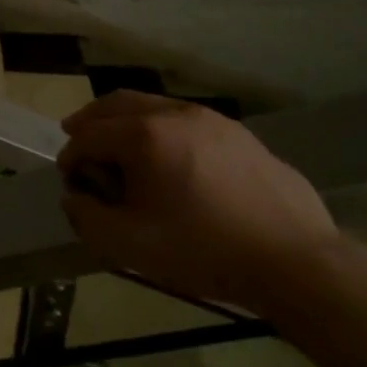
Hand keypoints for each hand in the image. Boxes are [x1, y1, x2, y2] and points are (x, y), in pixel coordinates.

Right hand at [57, 91, 346, 314]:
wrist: (296, 262)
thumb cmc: (203, 250)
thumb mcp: (128, 245)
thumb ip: (87, 217)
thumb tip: (76, 197)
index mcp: (143, 135)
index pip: (88, 134)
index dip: (70, 155)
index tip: (70, 179)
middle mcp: (174, 114)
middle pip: (116, 104)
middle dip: (91, 121)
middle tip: (78, 141)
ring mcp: (212, 120)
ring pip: (153, 107)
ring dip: (126, 122)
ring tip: (122, 150)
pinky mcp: (239, 135)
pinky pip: (186, 121)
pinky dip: (162, 130)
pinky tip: (170, 161)